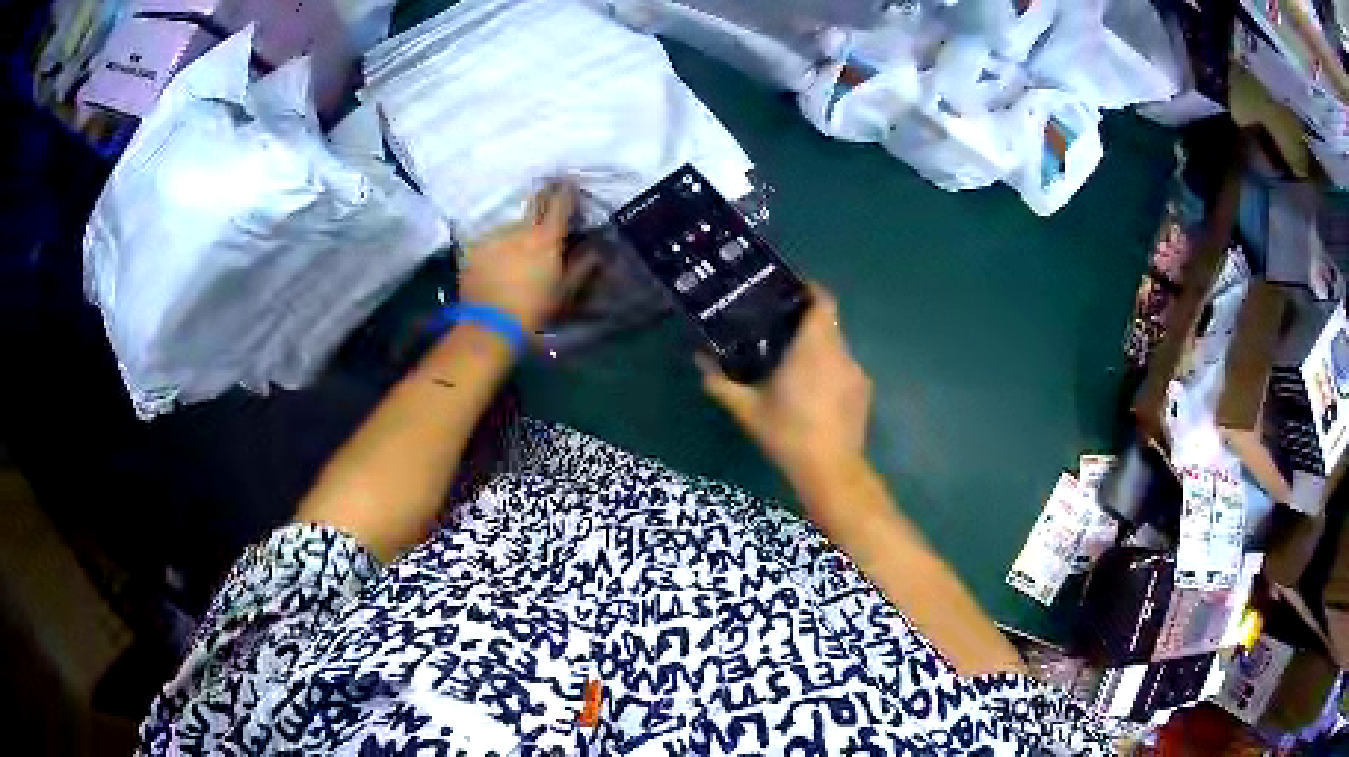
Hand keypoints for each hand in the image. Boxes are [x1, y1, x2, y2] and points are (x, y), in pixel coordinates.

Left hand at [458, 185, 574, 332]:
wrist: (489, 325)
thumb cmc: (533, 310)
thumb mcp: (564, 292)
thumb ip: (581, 266)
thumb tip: (595, 250)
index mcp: (547, 237)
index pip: (560, 202)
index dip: (567, 191)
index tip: (570, 184)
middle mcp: (521, 229)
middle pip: (535, 203)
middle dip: (544, 197)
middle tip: (549, 198)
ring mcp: (496, 235)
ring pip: (513, 224)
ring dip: (519, 229)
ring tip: (519, 247)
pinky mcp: (476, 247)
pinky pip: (493, 239)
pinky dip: (499, 245)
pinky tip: (499, 261)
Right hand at [699, 284, 872, 492]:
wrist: (830, 470)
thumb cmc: (787, 433)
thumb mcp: (747, 409)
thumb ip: (721, 382)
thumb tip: (699, 361)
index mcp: (814, 346)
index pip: (823, 300)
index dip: (810, 289)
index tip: (790, 289)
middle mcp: (840, 352)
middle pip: (828, 322)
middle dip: (806, 322)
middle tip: (779, 330)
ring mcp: (856, 372)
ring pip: (836, 347)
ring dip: (817, 348)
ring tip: (793, 363)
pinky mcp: (863, 392)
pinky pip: (844, 368)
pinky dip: (828, 370)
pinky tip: (812, 393)